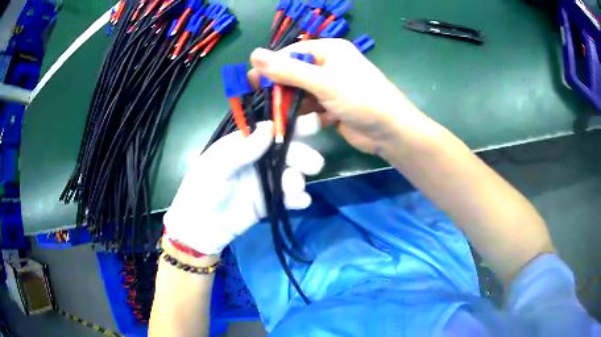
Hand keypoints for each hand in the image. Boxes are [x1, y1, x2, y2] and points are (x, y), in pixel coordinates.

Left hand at [163, 116, 323, 254]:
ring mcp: (266, 183)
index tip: (313, 123)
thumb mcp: (216, 167)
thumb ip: (242, 150)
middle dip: (302, 156)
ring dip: (299, 179)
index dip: (292, 126)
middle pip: (287, 152)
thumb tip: (270, 128)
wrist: (199, 229)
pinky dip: (299, 199)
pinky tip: (299, 202)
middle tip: (313, 164)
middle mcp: (258, 161)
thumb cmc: (201, 191)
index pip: (271, 131)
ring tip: (293, 189)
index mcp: (244, 146)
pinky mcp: (270, 203)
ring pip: (292, 175)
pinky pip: (290, 198)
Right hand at [249, 38, 426, 154]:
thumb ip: (287, 69)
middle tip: (263, 103)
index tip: (251, 82)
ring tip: (282, 117)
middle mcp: (330, 65)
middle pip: (295, 73)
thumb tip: (253, 55)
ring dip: (294, 105)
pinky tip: (310, 123)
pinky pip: (312, 107)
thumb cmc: (360, 99)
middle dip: (281, 89)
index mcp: (330, 50)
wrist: (390, 132)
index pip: (291, 53)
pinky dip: (308, 116)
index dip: (271, 66)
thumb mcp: (323, 82)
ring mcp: (332, 86)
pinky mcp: (333, 106)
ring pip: (302, 93)